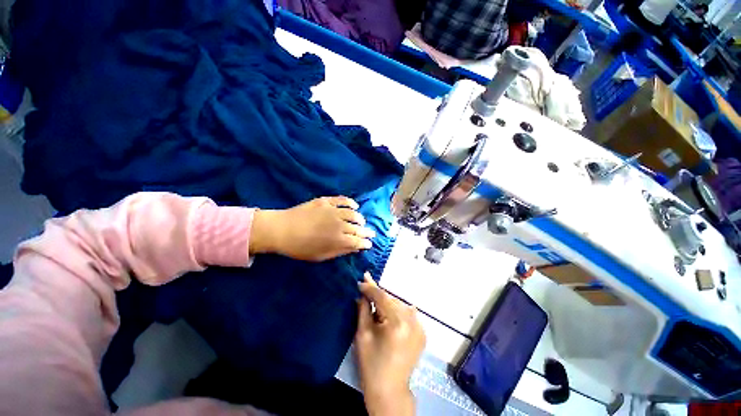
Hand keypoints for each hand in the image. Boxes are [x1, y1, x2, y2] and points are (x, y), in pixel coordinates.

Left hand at [250, 196, 375, 261]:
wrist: (281, 229)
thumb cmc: (299, 247)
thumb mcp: (320, 256)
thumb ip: (339, 251)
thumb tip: (355, 248)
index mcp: (339, 239)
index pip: (358, 241)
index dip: (365, 243)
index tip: (369, 244)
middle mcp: (340, 224)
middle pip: (358, 228)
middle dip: (367, 232)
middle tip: (371, 233)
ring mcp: (333, 211)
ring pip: (353, 213)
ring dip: (360, 218)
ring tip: (362, 221)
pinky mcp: (326, 201)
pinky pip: (342, 200)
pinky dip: (350, 202)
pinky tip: (355, 205)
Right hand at [355, 273, 425, 415]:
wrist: (390, 391)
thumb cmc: (372, 364)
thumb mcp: (363, 335)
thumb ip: (363, 309)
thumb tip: (362, 292)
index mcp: (397, 322)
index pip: (382, 296)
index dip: (371, 287)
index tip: (361, 280)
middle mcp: (412, 320)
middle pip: (391, 299)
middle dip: (378, 295)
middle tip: (365, 290)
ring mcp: (420, 326)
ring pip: (399, 305)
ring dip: (387, 303)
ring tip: (375, 305)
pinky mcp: (422, 331)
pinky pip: (406, 313)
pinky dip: (396, 311)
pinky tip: (387, 316)